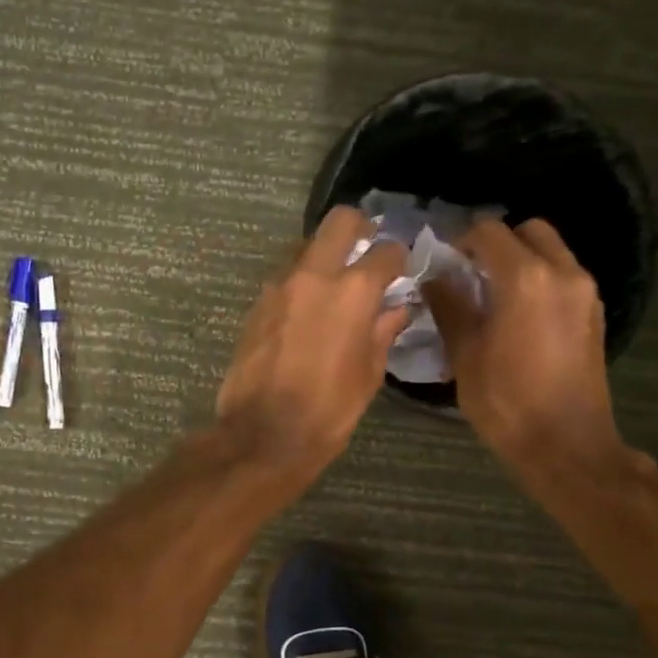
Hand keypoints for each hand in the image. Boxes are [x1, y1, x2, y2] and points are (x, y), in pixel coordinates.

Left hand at [216, 207, 409, 486]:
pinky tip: (306, 309)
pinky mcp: (256, 305)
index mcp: (353, 292)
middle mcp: (314, 276)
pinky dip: (300, 281)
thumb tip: (397, 308)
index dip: (399, 258)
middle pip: (339, 223)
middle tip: (367, 249)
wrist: (263, 435)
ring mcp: (279, 287)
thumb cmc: (328, 412)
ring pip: (305, 246)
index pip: (386, 252)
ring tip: (334, 283)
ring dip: (323, 255)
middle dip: (359, 228)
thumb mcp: (368, 375)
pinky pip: (284, 277)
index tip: (402, 269)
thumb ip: (383, 332)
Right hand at [426, 217, 624, 472]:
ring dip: (520, 260)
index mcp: (526, 278)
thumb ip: (449, 307)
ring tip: (491, 295)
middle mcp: (563, 273)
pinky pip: (564, 276)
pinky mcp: (594, 314)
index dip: (461, 240)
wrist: (566, 444)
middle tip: (470, 273)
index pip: (489, 232)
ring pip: (551, 251)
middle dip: (497, 243)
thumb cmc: (506, 402)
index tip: (443, 263)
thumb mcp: (464, 355)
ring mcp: (585, 292)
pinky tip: (517, 314)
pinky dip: (539, 279)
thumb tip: (435, 278)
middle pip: (529, 231)